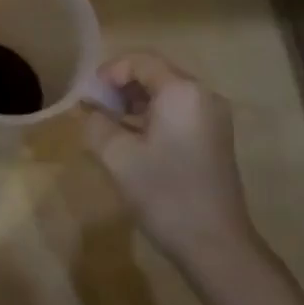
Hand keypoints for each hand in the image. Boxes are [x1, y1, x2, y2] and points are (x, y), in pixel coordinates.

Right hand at [82, 52, 259, 261]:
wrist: (215, 243)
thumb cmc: (164, 194)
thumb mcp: (117, 157)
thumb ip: (97, 124)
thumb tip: (89, 110)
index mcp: (182, 91)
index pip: (141, 61)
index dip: (109, 71)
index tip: (88, 96)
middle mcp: (203, 95)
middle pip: (157, 73)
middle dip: (122, 87)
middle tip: (95, 111)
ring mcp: (213, 117)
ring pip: (168, 94)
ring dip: (136, 103)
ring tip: (110, 127)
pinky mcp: (215, 138)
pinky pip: (180, 112)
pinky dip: (154, 117)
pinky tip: (134, 142)